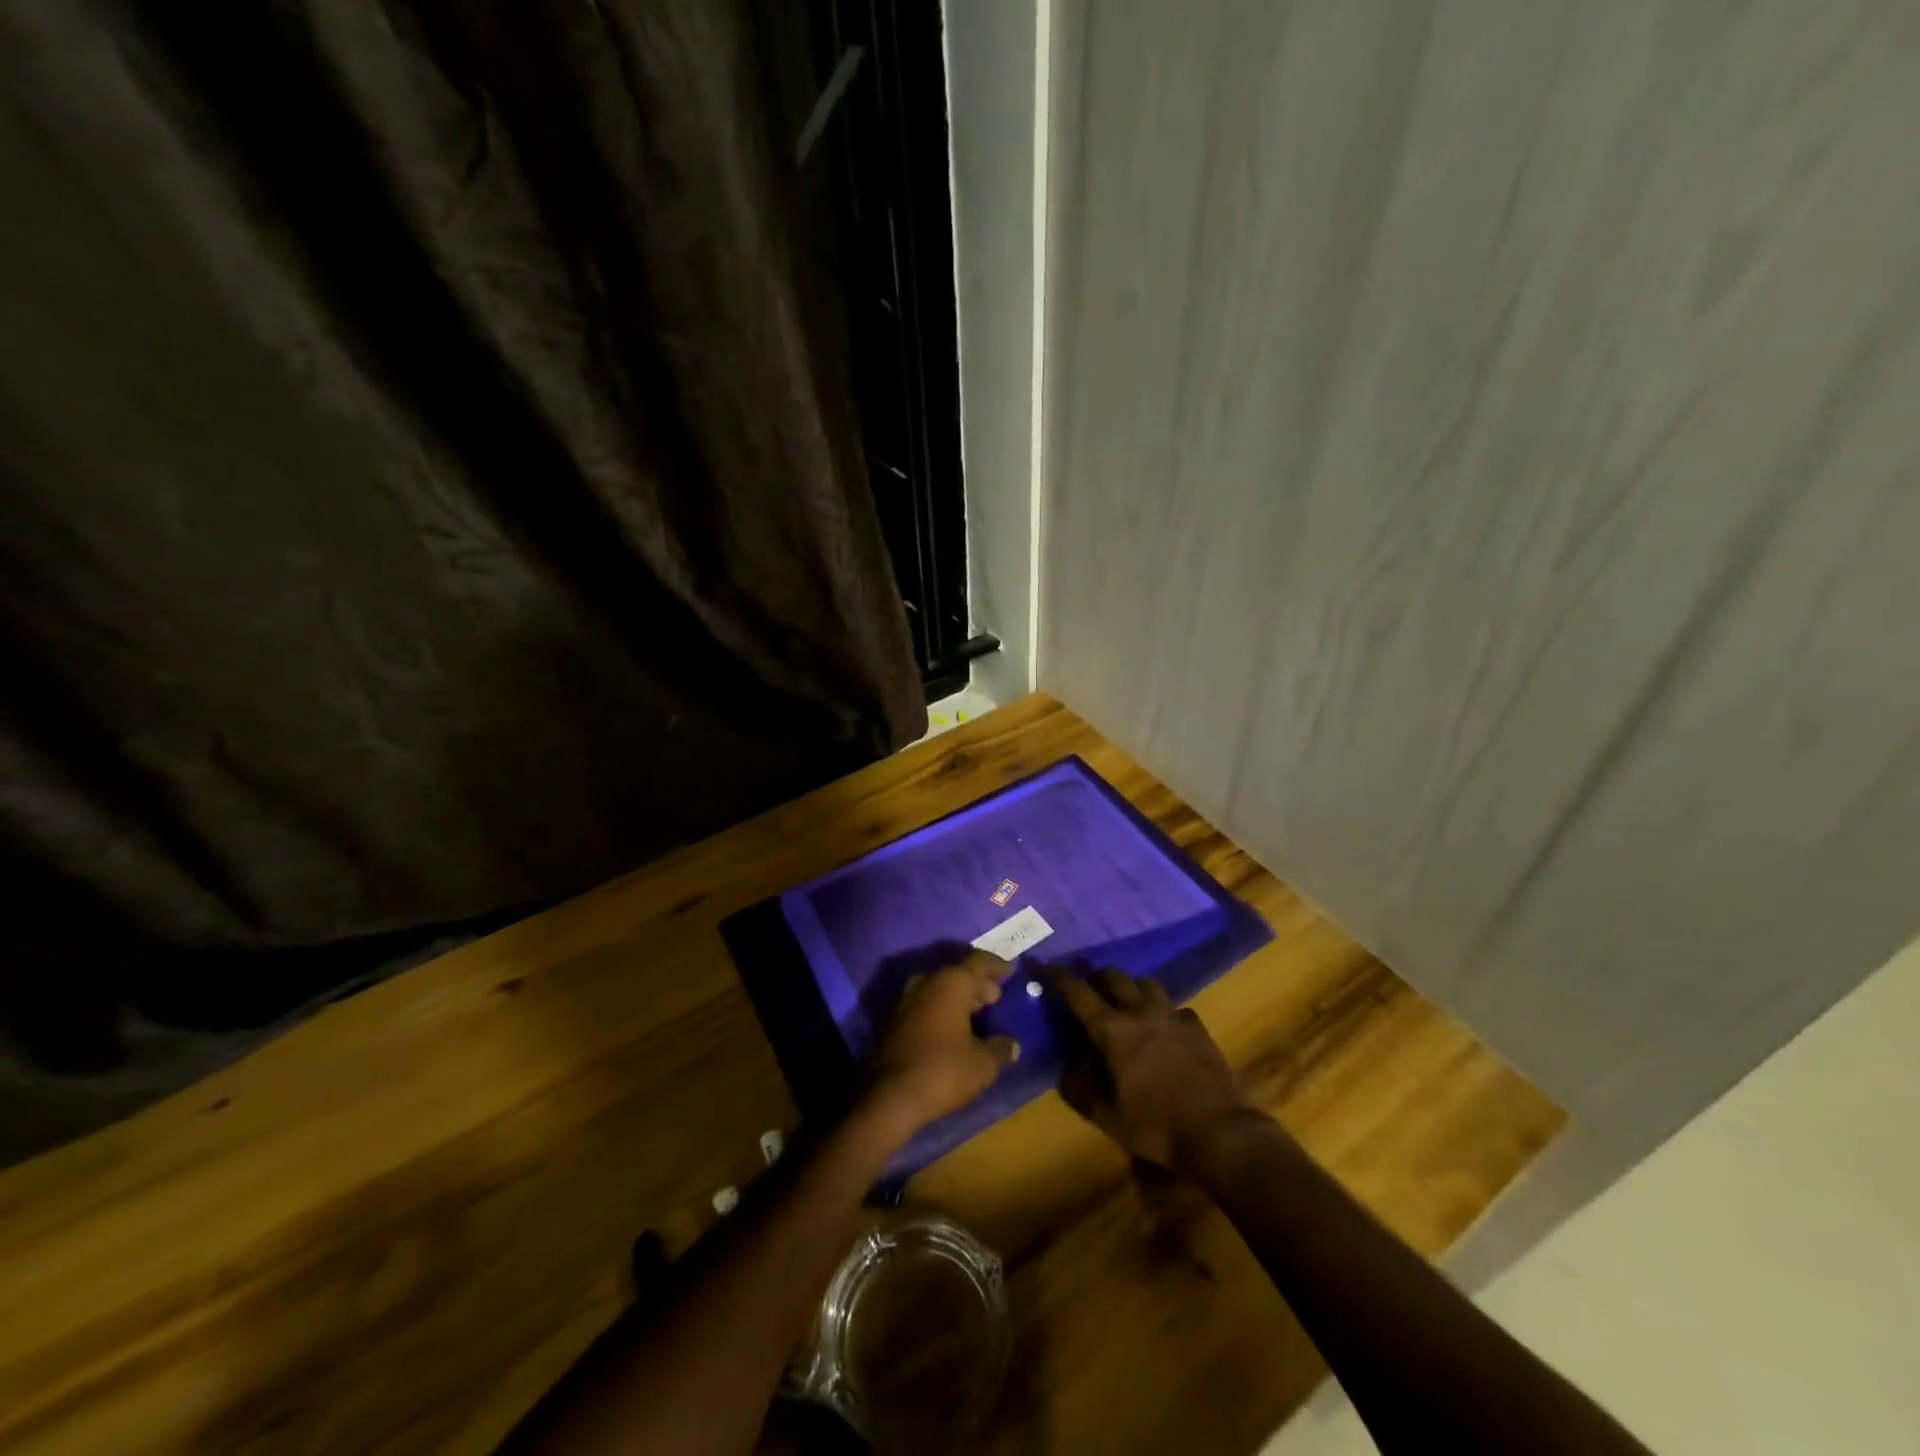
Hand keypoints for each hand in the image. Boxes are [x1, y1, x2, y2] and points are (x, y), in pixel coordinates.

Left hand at [865, 951, 1020, 1133]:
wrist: (890, 1097)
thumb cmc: (943, 1071)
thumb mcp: (983, 1064)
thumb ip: (1000, 1049)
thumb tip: (1011, 1044)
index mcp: (951, 983)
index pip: (978, 962)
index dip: (997, 966)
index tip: (1011, 971)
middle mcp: (927, 982)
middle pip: (958, 974)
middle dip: (979, 985)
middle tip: (996, 998)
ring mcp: (907, 999)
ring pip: (940, 989)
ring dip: (960, 998)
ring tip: (979, 1014)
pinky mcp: (895, 1020)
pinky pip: (927, 1004)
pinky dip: (944, 1010)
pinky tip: (955, 1030)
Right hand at [1056, 971, 1254, 1170]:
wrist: (1220, 1132)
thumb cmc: (1157, 1126)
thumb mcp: (1108, 1117)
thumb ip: (1081, 1091)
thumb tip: (1065, 1072)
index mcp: (1114, 1030)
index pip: (1079, 994)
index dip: (1060, 977)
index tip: (1046, 964)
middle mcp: (1141, 1013)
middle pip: (1115, 978)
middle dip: (1097, 976)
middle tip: (1089, 984)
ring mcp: (1173, 1017)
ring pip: (1148, 984)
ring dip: (1132, 987)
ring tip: (1126, 999)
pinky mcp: (1198, 1029)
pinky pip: (1177, 1008)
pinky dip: (1165, 1011)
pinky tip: (1165, 1026)